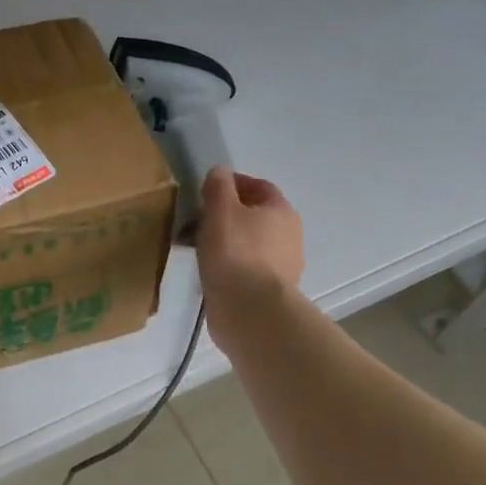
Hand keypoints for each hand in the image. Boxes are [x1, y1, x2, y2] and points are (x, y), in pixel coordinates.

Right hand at [196, 167, 305, 355]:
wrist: (250, 311)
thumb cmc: (235, 253)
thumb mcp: (220, 209)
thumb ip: (218, 186)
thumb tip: (220, 172)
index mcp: (281, 211)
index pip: (259, 186)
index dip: (233, 183)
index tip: (206, 190)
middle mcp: (289, 236)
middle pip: (254, 215)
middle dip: (226, 214)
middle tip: (196, 220)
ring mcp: (283, 266)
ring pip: (249, 243)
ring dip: (225, 240)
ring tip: (196, 247)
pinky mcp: (269, 291)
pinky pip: (246, 267)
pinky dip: (228, 263)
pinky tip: (209, 270)